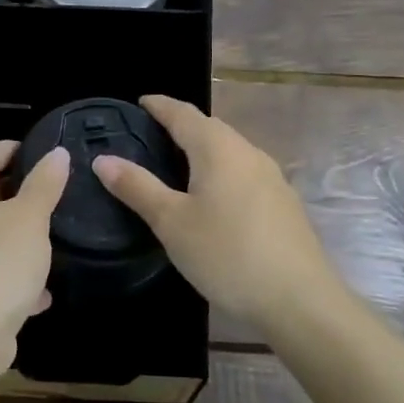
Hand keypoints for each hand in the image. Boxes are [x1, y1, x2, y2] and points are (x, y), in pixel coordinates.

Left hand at [0, 140, 69, 375]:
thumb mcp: (31, 219)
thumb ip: (45, 184)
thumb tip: (56, 153)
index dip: (13, 149)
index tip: (42, 156)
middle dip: (15, 194)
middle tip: (49, 197)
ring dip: (12, 237)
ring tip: (47, 244)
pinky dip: (6, 273)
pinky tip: (37, 294)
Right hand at [94, 95, 338, 329]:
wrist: (300, 300)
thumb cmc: (227, 254)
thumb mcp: (172, 222)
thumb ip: (137, 187)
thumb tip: (103, 159)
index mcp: (218, 148)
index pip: (183, 113)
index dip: (159, 105)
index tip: (139, 102)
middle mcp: (247, 152)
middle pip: (209, 128)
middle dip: (180, 126)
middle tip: (150, 136)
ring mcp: (271, 177)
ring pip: (229, 151)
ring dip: (202, 150)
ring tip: (176, 166)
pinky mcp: (283, 203)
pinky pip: (243, 173)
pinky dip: (220, 172)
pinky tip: (212, 198)